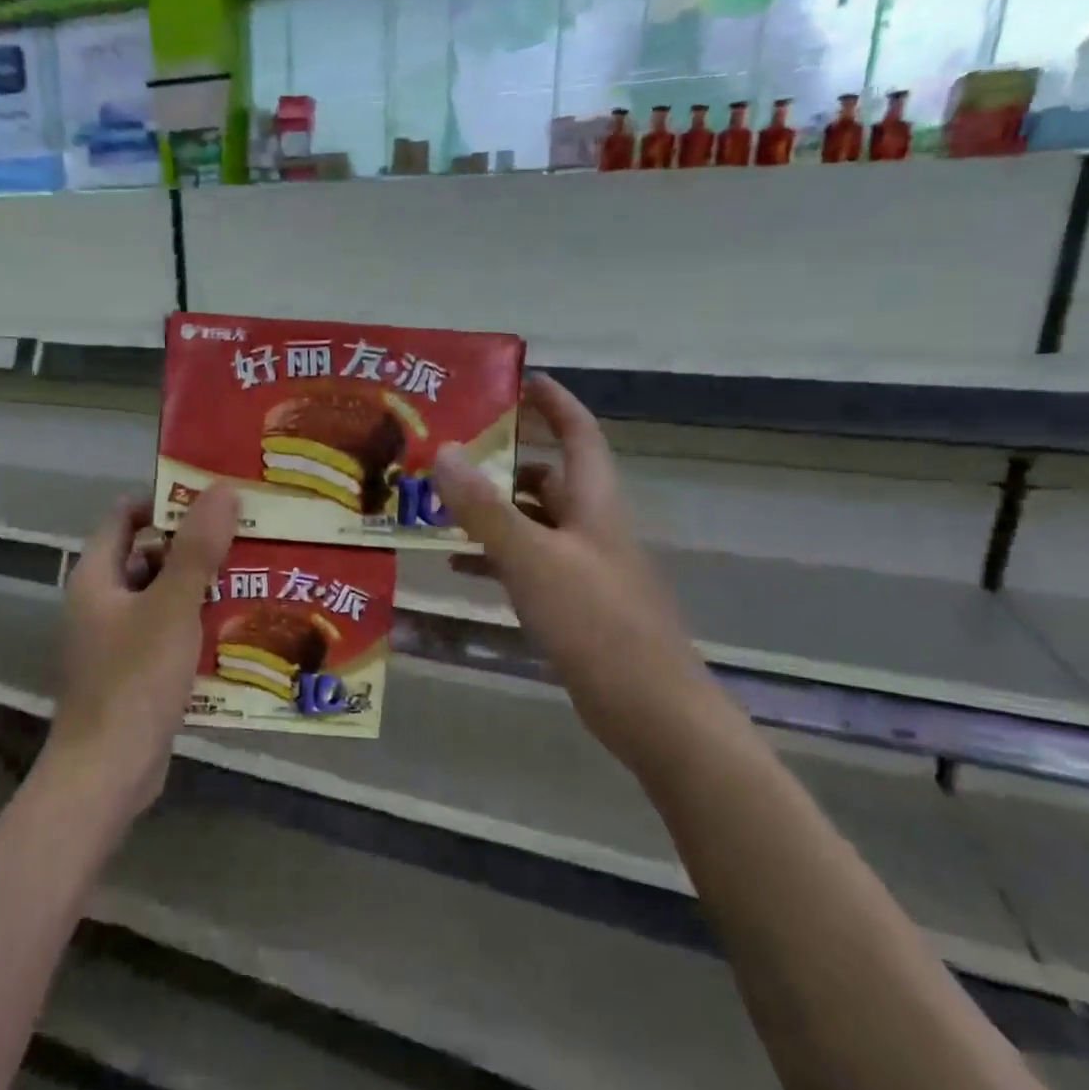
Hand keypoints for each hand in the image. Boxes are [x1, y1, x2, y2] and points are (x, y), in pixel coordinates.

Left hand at [43, 487, 237, 820]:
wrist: (106, 773)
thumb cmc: (134, 680)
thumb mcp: (172, 607)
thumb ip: (197, 549)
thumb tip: (221, 489)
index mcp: (97, 576)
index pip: (125, 515)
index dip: (164, 500)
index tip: (212, 497)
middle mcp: (100, 601)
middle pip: (146, 554)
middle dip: (192, 544)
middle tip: (245, 534)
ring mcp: (115, 639)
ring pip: (160, 596)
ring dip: (198, 585)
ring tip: (251, 574)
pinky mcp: (132, 672)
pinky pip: (166, 632)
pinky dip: (194, 623)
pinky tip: (235, 626)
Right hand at [432, 375, 716, 761]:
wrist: (649, 707)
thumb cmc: (595, 620)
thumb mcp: (531, 557)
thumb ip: (484, 507)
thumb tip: (442, 451)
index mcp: (594, 502)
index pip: (579, 433)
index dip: (554, 402)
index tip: (518, 382)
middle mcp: (592, 526)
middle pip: (549, 476)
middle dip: (504, 461)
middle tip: (452, 452)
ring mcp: (584, 567)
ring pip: (533, 522)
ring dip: (493, 512)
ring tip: (439, 506)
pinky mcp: (575, 604)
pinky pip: (528, 564)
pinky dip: (495, 557)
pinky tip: (458, 566)